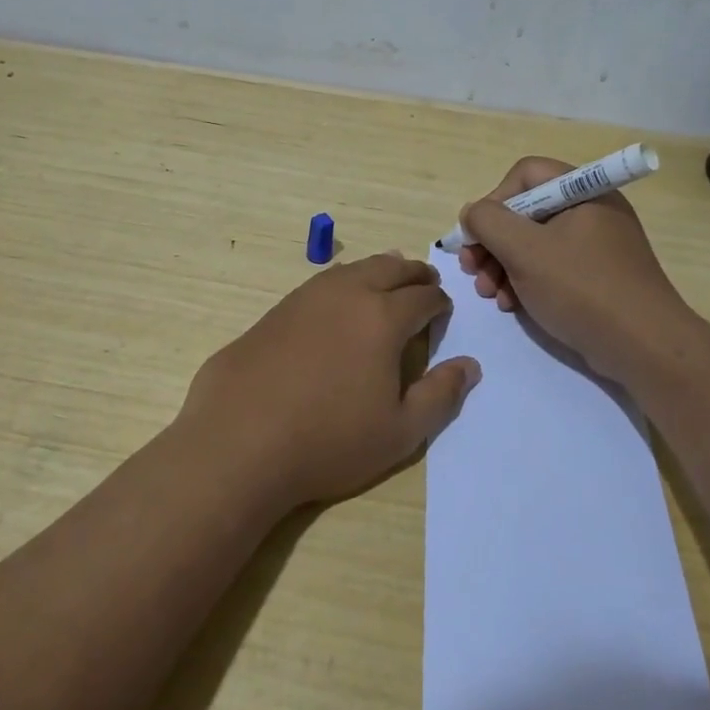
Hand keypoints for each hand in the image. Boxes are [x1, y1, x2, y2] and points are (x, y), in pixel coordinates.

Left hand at [179, 253, 481, 506]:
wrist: (240, 441)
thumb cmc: (329, 441)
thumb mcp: (400, 432)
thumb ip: (440, 395)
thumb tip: (469, 365)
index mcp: (383, 318)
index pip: (423, 297)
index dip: (440, 303)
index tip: (444, 311)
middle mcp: (347, 294)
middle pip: (390, 268)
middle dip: (414, 274)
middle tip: (425, 281)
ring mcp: (306, 297)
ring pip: (352, 269)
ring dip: (378, 270)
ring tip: (388, 279)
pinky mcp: (275, 310)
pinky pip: (321, 283)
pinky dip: (342, 283)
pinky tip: (338, 301)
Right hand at [457, 156, 696, 383]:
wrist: (644, 347)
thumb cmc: (582, 288)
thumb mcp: (524, 250)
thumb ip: (488, 222)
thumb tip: (472, 213)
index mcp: (583, 191)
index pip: (526, 175)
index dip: (495, 200)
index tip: (477, 236)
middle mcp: (591, 211)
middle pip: (526, 211)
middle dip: (492, 241)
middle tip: (472, 270)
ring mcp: (596, 245)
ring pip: (534, 242)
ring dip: (502, 265)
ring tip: (489, 294)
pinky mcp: (597, 277)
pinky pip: (551, 267)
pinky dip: (526, 281)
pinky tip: (511, 305)